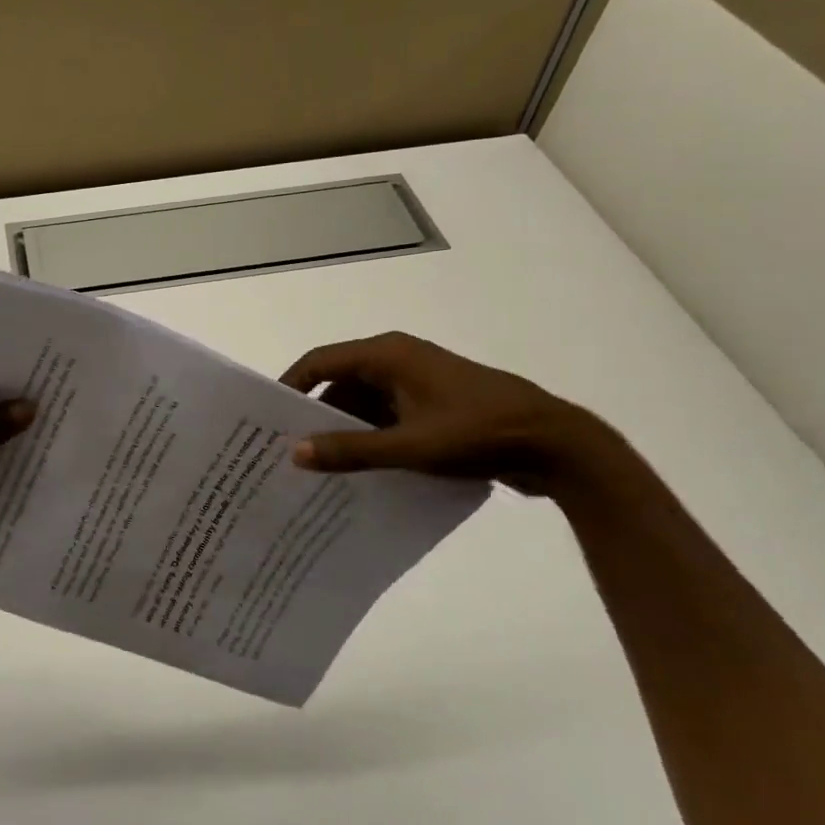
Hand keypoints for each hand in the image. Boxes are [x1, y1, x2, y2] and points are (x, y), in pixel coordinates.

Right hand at [279, 332, 615, 494]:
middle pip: (340, 383)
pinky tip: (361, 469)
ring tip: (320, 467)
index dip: (291, 386)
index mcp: (387, 355)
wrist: (557, 444)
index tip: (267, 419)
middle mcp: (398, 360)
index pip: (320, 361)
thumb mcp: (410, 446)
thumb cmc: (478, 433)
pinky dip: (372, 437)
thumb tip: (295, 453)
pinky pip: (387, 415)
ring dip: (346, 430)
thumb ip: (351, 450)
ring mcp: (418, 382)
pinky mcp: (434, 404)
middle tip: (291, 451)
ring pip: (364, 402)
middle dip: (317, 416)